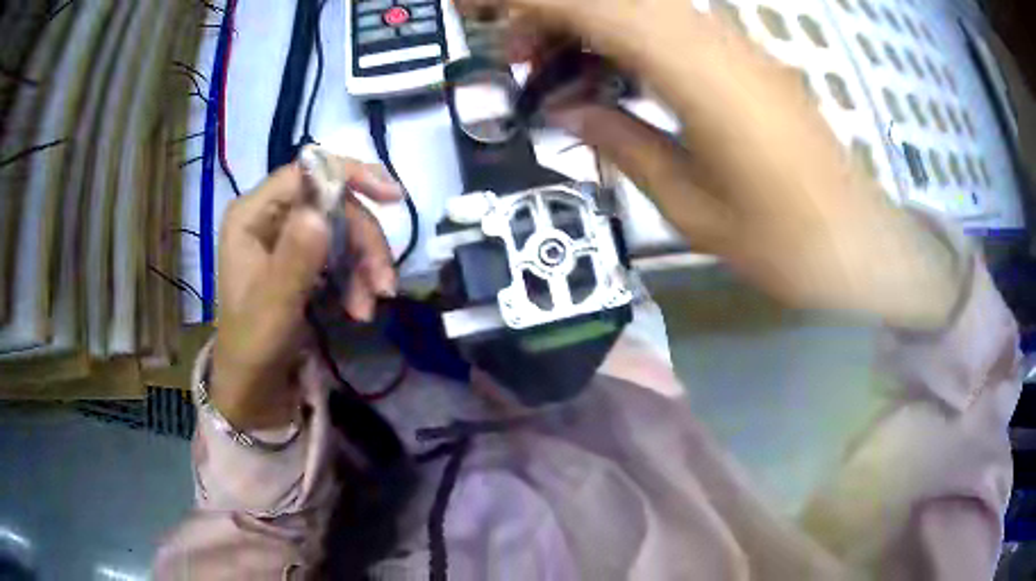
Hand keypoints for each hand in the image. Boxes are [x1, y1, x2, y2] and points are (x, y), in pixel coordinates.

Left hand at [212, 157, 401, 429]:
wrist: (255, 387)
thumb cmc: (254, 346)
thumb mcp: (275, 306)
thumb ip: (295, 259)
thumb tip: (323, 211)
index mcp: (251, 215)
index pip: (305, 173)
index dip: (350, 176)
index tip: (392, 197)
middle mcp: (269, 217)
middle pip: (331, 204)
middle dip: (363, 241)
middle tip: (383, 283)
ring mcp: (287, 238)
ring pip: (342, 230)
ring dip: (364, 265)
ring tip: (369, 307)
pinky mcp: (302, 260)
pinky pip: (341, 253)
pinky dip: (357, 278)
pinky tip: (361, 308)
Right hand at [459, 0, 961, 327]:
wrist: (856, 242)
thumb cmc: (782, 240)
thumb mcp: (690, 207)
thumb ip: (623, 144)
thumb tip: (568, 111)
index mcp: (697, 74)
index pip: (597, 8)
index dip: (536, 5)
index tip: (490, 17)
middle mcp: (716, 41)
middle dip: (555, 14)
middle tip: (523, 60)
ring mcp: (737, 46)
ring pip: (644, 6)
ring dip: (591, 25)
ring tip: (561, 73)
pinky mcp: (748, 60)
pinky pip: (673, 26)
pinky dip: (629, 39)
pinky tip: (617, 78)